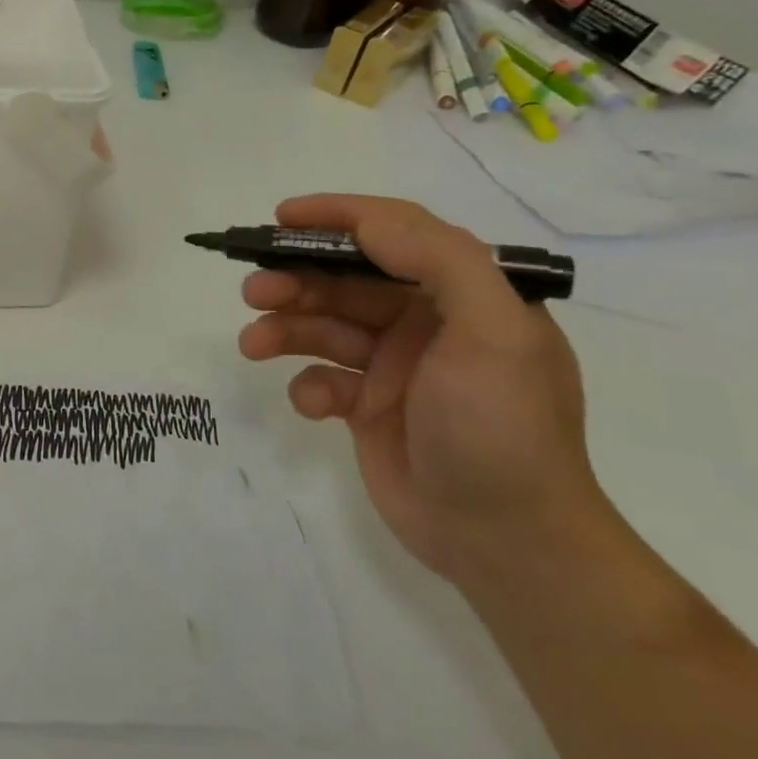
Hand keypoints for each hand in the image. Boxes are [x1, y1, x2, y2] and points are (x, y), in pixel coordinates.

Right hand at [238, 195, 607, 587]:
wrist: (505, 542)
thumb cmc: (500, 428)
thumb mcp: (493, 334)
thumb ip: (441, 263)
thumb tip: (370, 224)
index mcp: (464, 295)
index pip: (397, 233)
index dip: (338, 216)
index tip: (283, 217)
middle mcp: (426, 322)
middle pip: (345, 279)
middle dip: (295, 279)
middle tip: (254, 290)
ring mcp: (394, 366)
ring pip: (323, 326)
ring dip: (284, 327)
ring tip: (252, 343)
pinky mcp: (368, 406)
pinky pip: (322, 378)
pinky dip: (307, 384)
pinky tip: (311, 404)